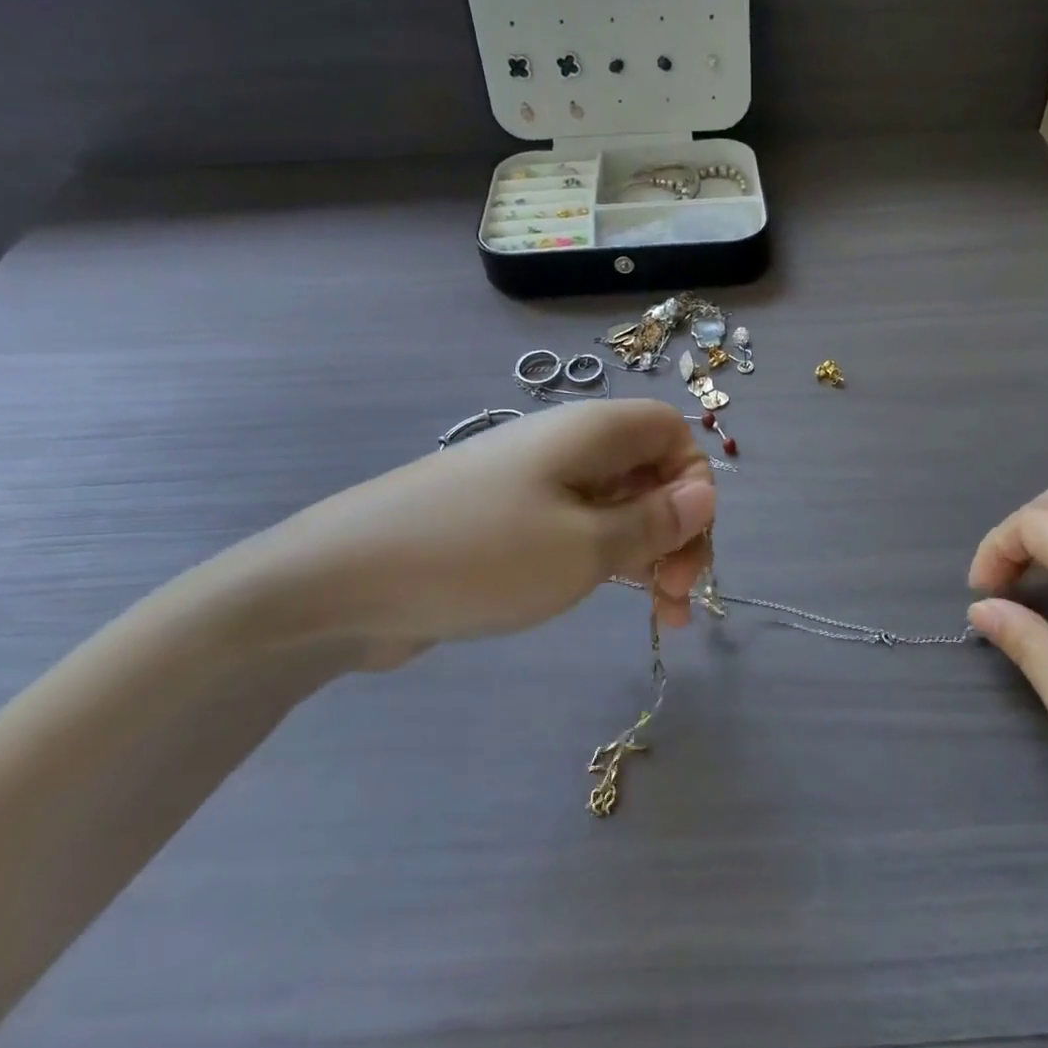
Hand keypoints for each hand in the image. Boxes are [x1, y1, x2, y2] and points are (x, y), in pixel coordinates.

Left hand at [224, 400, 716, 668]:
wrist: (343, 581)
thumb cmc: (481, 555)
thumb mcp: (584, 546)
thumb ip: (653, 522)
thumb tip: (704, 493)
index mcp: (590, 433)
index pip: (670, 431)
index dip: (693, 479)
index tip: (688, 539)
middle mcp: (565, 449)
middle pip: (648, 472)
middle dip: (676, 529)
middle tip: (676, 595)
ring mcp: (534, 486)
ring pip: (615, 507)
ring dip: (647, 554)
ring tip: (661, 616)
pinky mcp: (508, 524)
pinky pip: (577, 531)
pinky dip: (605, 562)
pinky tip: (614, 600)